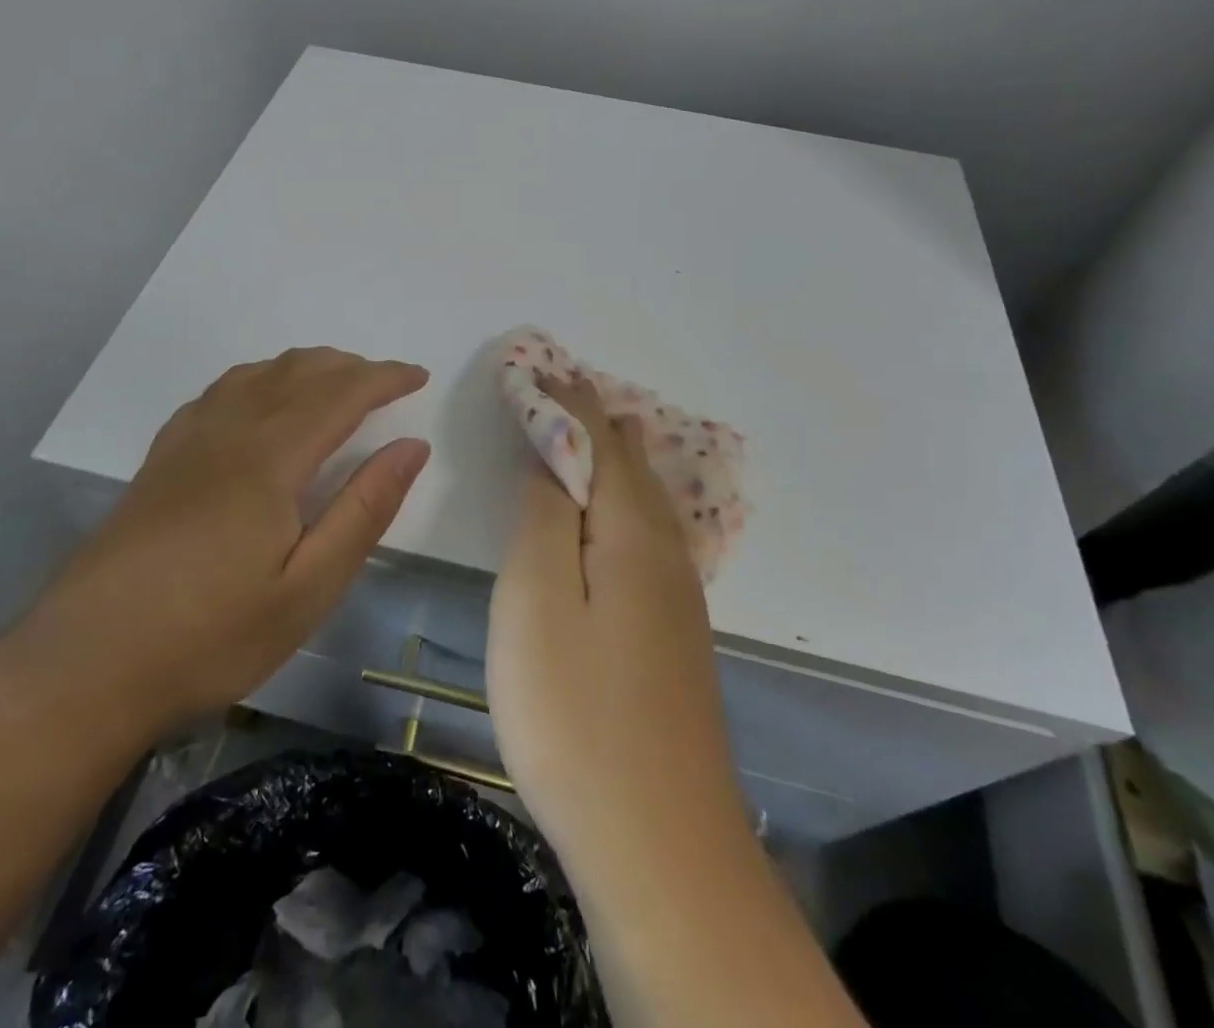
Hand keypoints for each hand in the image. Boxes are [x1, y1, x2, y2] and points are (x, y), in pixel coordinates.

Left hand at [10, 348, 429, 741]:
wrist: (83, 667)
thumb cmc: (210, 636)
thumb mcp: (308, 589)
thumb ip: (364, 510)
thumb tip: (412, 447)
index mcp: (270, 459)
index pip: (340, 394)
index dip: (384, 378)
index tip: (419, 375)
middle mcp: (228, 432)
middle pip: (298, 373)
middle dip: (350, 367)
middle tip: (387, 381)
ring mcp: (186, 443)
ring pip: (256, 375)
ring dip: (304, 367)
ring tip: (335, 381)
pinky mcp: (159, 461)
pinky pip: (218, 393)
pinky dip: (257, 379)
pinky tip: (258, 400)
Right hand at [486, 374, 742, 885]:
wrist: (660, 845)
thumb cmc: (577, 713)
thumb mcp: (536, 600)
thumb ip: (543, 516)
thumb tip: (551, 455)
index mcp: (632, 532)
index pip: (599, 440)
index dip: (566, 401)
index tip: (538, 367)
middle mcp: (665, 552)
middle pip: (631, 465)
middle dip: (596, 421)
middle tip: (562, 388)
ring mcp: (677, 597)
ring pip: (646, 501)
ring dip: (616, 458)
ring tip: (596, 431)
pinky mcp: (673, 635)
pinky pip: (648, 534)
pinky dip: (624, 500)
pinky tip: (618, 515)